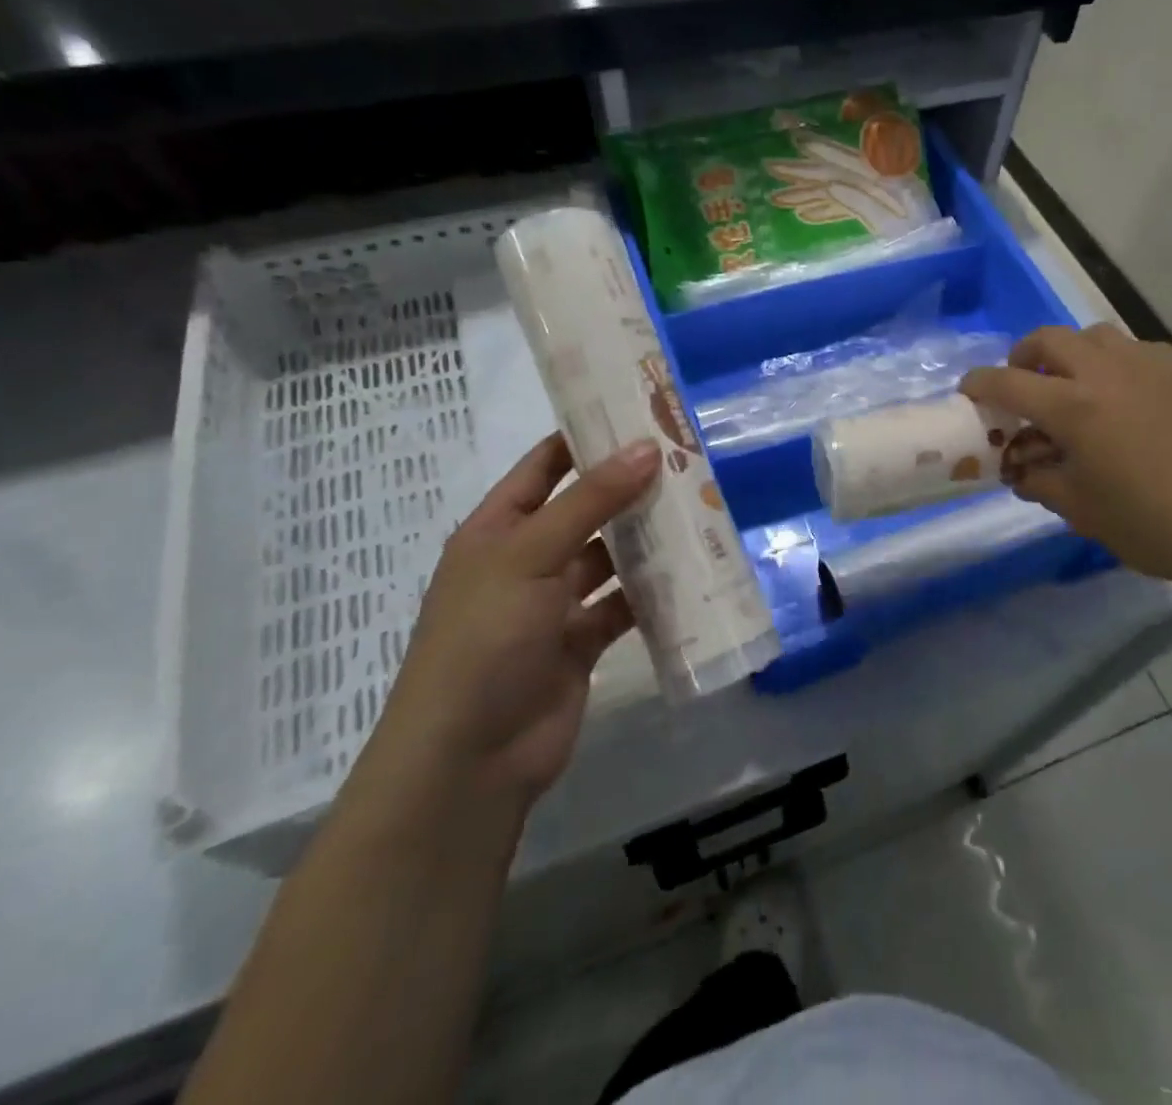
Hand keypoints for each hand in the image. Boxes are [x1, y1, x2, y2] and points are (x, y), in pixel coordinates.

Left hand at [348, 432, 659, 831]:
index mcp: (498, 529)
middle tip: (687, 459)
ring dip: (646, 538)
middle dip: (630, 487)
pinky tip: (693, 571)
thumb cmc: (485, 638)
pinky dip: (653, 592)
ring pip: (610, 557)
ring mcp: (555, 604)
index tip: (638, 413)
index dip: (585, 437)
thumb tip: (646, 447)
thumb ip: (591, 501)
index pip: (544, 466)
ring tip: (701, 506)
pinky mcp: (582, 642)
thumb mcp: (531, 554)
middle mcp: (526, 560)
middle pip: (585, 509)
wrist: (471, 758)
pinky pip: (624, 605)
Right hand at [961, 325, 1171, 587]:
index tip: (968, 391)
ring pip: (1096, 334)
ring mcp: (1151, 365)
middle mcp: (1106, 372)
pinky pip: (1138, 350)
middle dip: (1024, 355)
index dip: (980, 384)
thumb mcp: (1084, 513)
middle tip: (1024, 383)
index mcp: (1073, 407)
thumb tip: (1022, 470)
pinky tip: (1129, 396)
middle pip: (1049, 338)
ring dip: (1072, 351)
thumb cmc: (1156, 522)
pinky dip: (1117, 363)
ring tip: (1076, 385)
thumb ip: (1043, 483)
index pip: (1009, 382)